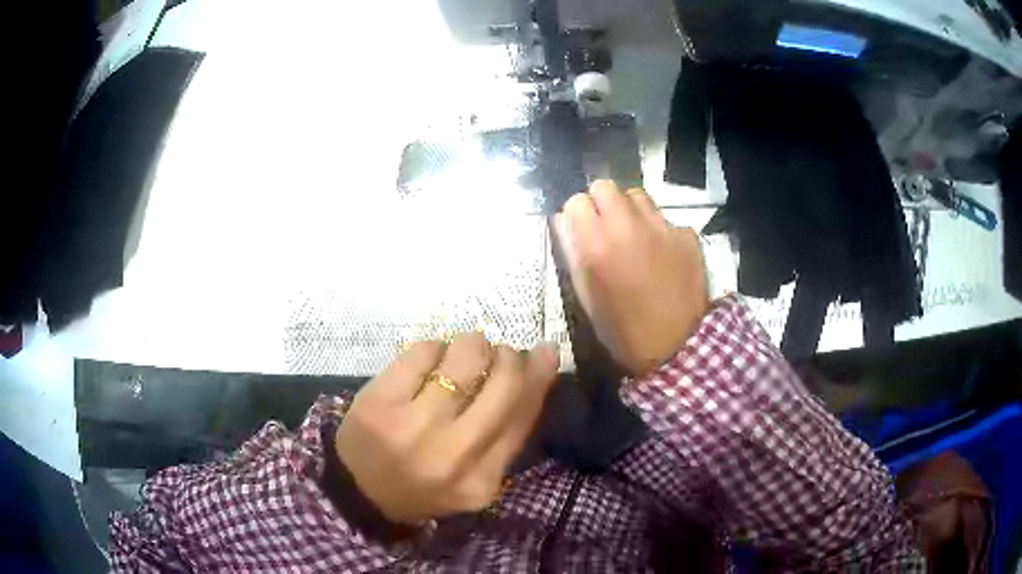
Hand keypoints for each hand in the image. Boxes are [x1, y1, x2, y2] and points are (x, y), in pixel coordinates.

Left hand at [335, 333, 558, 524]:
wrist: (359, 491)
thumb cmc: (424, 483)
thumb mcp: (474, 477)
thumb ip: (506, 432)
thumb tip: (538, 366)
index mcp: (482, 479)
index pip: (524, 415)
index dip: (538, 376)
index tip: (543, 353)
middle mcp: (454, 453)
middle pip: (503, 382)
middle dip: (509, 356)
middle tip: (499, 353)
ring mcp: (414, 426)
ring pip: (465, 356)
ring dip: (472, 345)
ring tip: (462, 355)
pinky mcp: (380, 401)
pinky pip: (424, 350)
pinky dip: (435, 347)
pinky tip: (430, 361)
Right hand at [556, 180, 708, 375]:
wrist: (677, 347)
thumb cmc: (623, 331)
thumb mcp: (586, 298)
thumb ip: (573, 254)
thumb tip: (563, 222)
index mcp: (596, 244)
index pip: (576, 201)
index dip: (577, 215)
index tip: (582, 230)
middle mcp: (627, 226)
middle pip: (606, 186)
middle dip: (601, 203)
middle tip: (606, 228)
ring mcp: (661, 227)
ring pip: (637, 195)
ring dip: (630, 210)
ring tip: (635, 236)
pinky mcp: (686, 235)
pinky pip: (665, 219)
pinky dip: (660, 231)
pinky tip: (664, 255)